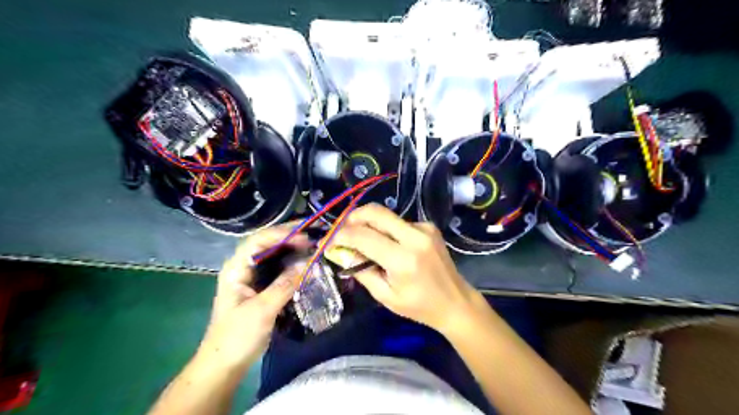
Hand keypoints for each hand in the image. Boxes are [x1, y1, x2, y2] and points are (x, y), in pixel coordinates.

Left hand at [196, 225, 309, 374]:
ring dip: (292, 248)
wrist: (224, 366)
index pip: (259, 241)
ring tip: (313, 244)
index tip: (305, 237)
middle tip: (314, 234)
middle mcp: (243, 268)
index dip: (282, 234)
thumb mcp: (262, 310)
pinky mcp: (260, 289)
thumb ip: (284, 284)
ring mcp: (252, 278)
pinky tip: (305, 263)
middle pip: (267, 244)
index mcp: (236, 269)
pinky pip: (278, 269)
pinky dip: (292, 264)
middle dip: (289, 237)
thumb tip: (307, 262)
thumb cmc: (237, 337)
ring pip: (273, 256)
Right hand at [329, 204, 479, 333]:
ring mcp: (424, 228)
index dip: (341, 236)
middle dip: (352, 217)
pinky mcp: (428, 226)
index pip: (363, 236)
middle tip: (341, 230)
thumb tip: (340, 252)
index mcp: (403, 259)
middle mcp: (415, 237)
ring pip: (386, 216)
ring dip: (368, 224)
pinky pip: (398, 222)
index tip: (329, 242)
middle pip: (375, 212)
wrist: (455, 301)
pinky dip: (386, 230)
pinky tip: (387, 245)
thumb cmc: (419, 306)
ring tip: (360, 241)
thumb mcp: (385, 295)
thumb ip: (361, 270)